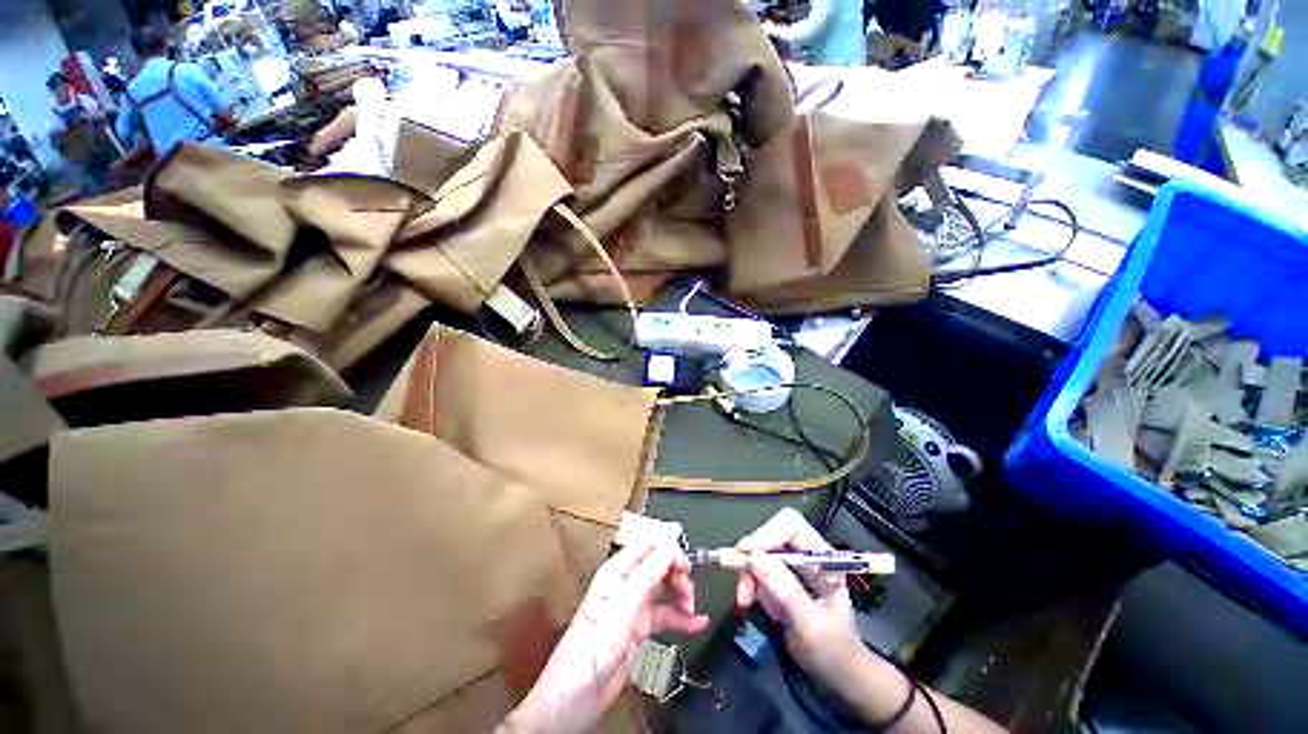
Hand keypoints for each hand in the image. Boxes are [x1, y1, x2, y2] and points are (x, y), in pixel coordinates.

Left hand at [501, 539, 708, 733]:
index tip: (686, 565)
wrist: (576, 696)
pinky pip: (665, 615)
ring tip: (691, 609)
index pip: (648, 545)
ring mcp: (634, 606)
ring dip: (681, 594)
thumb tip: (669, 549)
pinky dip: (682, 618)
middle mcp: (627, 583)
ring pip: (664, 588)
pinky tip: (697, 622)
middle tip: (688, 592)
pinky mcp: (640, 628)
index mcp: (617, 571)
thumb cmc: (591, 648)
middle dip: (677, 573)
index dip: (669, 549)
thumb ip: (646, 575)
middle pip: (659, 564)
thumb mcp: (622, 607)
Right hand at [734, 508, 859, 686]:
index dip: (767, 533)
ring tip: (744, 601)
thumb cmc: (833, 653)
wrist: (840, 680)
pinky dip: (749, 586)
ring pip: (760, 555)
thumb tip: (754, 557)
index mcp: (822, 558)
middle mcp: (806, 557)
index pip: (791, 525)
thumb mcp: (811, 624)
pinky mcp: (782, 582)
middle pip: (771, 537)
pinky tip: (751, 604)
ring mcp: (793, 569)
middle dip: (753, 558)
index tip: (747, 553)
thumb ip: (785, 589)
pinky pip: (757, 573)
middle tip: (742, 584)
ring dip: (748, 575)